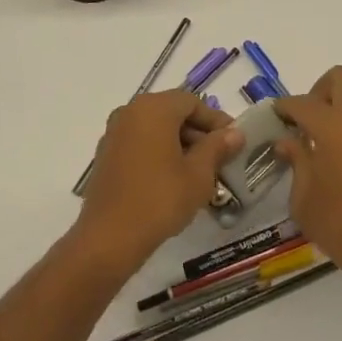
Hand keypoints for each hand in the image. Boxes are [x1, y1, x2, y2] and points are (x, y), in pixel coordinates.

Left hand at [76, 90, 243, 276]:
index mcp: (153, 108)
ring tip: (200, 173)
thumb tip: (235, 133)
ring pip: (156, 129)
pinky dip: (159, 153)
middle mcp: (130, 112)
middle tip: (220, 159)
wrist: (109, 238)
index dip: (216, 120)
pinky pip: (140, 143)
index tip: (233, 141)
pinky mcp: (106, 155)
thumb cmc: (160, 199)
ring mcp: (114, 133)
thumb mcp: (198, 174)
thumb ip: (217, 147)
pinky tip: (173, 180)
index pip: (192, 102)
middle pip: (172, 113)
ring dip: (180, 144)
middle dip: (198, 133)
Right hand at [274, 66, 341, 296]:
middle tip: (307, 118)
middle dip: (320, 90)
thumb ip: (296, 162)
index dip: (285, 106)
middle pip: (341, 78)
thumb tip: (287, 142)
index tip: (276, 116)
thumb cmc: (341, 226)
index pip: (302, 102)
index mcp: (332, 126)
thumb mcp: (303, 199)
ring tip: (331, 131)